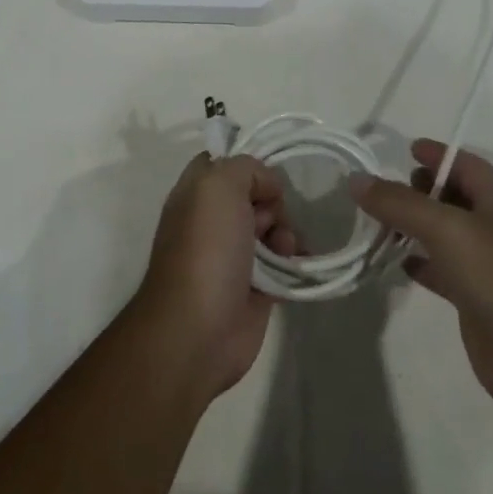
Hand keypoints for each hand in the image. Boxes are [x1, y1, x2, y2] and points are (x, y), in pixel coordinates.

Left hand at [137, 153, 298, 399]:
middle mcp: (212, 221)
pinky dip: (295, 261)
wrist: (199, 330)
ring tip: (283, 250)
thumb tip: (268, 189)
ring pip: (274, 228)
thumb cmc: (206, 251)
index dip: (248, 163)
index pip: (223, 162)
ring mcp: (234, 255)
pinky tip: (297, 265)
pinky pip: (284, 263)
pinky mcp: (256, 286)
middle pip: (256, 195)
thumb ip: (246, 168)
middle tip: (268, 220)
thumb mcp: (218, 187)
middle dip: (273, 203)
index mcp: (195, 194)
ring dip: (287, 233)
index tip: (266, 173)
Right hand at [350, 140, 492, 416]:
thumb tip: (356, 179)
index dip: (437, 154)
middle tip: (384, 189)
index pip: (465, 164)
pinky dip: (420, 263)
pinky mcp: (475, 298)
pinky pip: (442, 270)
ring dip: (415, 227)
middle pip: (454, 197)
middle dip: (421, 189)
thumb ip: (400, 203)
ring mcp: (487, 264)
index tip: (404, 149)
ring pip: (444, 235)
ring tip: (377, 222)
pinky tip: (396, 262)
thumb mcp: (446, 228)